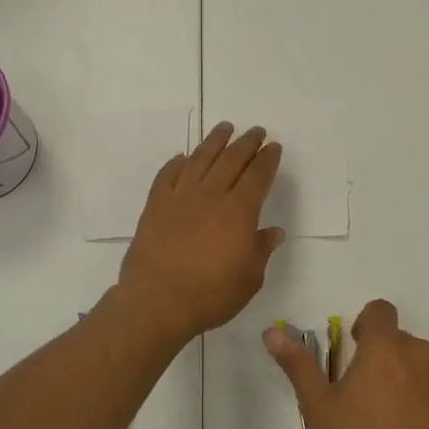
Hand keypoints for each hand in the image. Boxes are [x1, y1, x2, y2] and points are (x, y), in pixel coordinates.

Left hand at [118, 122, 285, 343]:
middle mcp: (210, 195)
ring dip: (214, 141)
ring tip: (224, 128)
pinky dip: (177, 163)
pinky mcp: (155, 205)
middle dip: (246, 142)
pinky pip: (167, 175)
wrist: (157, 301)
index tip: (273, 147)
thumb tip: (272, 232)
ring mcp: (180, 197)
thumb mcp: (249, 279)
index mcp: (239, 211)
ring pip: (200, 159)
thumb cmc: (210, 294)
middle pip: (231, 159)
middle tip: (255, 131)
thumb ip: (260, 250)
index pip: (258, 175)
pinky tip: (182, 157)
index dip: (268, 159)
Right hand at [264, 299, 428, 428]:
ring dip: (404, 375)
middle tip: (364, 390)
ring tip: (388, 413)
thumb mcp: (319, 405)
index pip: (380, 310)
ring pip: (419, 363)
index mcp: (385, 346)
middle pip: (398, 338)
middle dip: (381, 354)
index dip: (366, 323)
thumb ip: (297, 364)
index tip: (355, 350)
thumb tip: (272, 333)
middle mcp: (419, 353)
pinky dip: (424, 397)